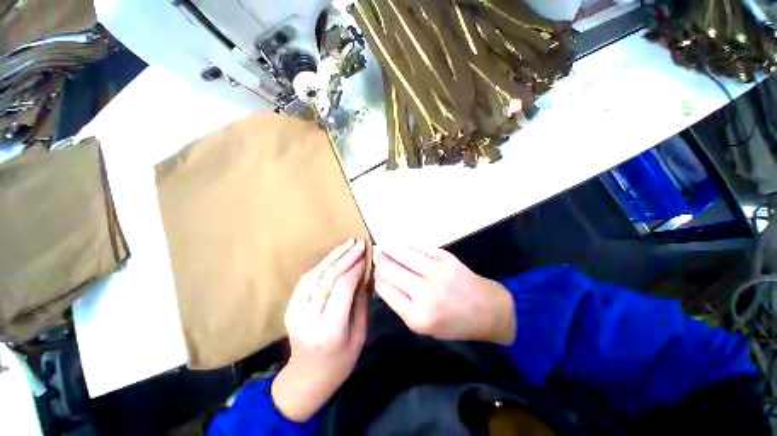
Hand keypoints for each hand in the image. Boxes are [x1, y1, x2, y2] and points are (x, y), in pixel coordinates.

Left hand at [272, 239, 368, 422]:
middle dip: (345, 257)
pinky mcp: (290, 306)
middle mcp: (308, 317)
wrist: (306, 379)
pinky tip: (334, 256)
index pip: (342, 287)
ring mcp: (295, 311)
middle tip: (359, 243)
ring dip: (333, 256)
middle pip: (327, 277)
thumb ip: (361, 302)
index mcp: (329, 329)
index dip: (355, 268)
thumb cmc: (340, 362)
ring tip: (348, 244)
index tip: (365, 255)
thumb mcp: (360, 334)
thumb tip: (363, 274)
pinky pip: (307, 279)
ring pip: (315, 274)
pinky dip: (322, 264)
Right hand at [374, 245, 515, 345]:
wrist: (487, 309)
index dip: (376, 277)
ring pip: (401, 253)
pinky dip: (405, 244)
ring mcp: (435, 271)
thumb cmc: (453, 323)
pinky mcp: (445, 257)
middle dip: (379, 261)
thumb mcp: (423, 325)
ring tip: (382, 246)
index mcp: (416, 316)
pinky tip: (399, 244)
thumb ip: (400, 303)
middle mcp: (424, 293)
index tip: (374, 272)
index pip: (384, 288)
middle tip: (375, 256)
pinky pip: (417, 246)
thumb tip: (382, 279)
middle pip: (389, 270)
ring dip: (388, 248)